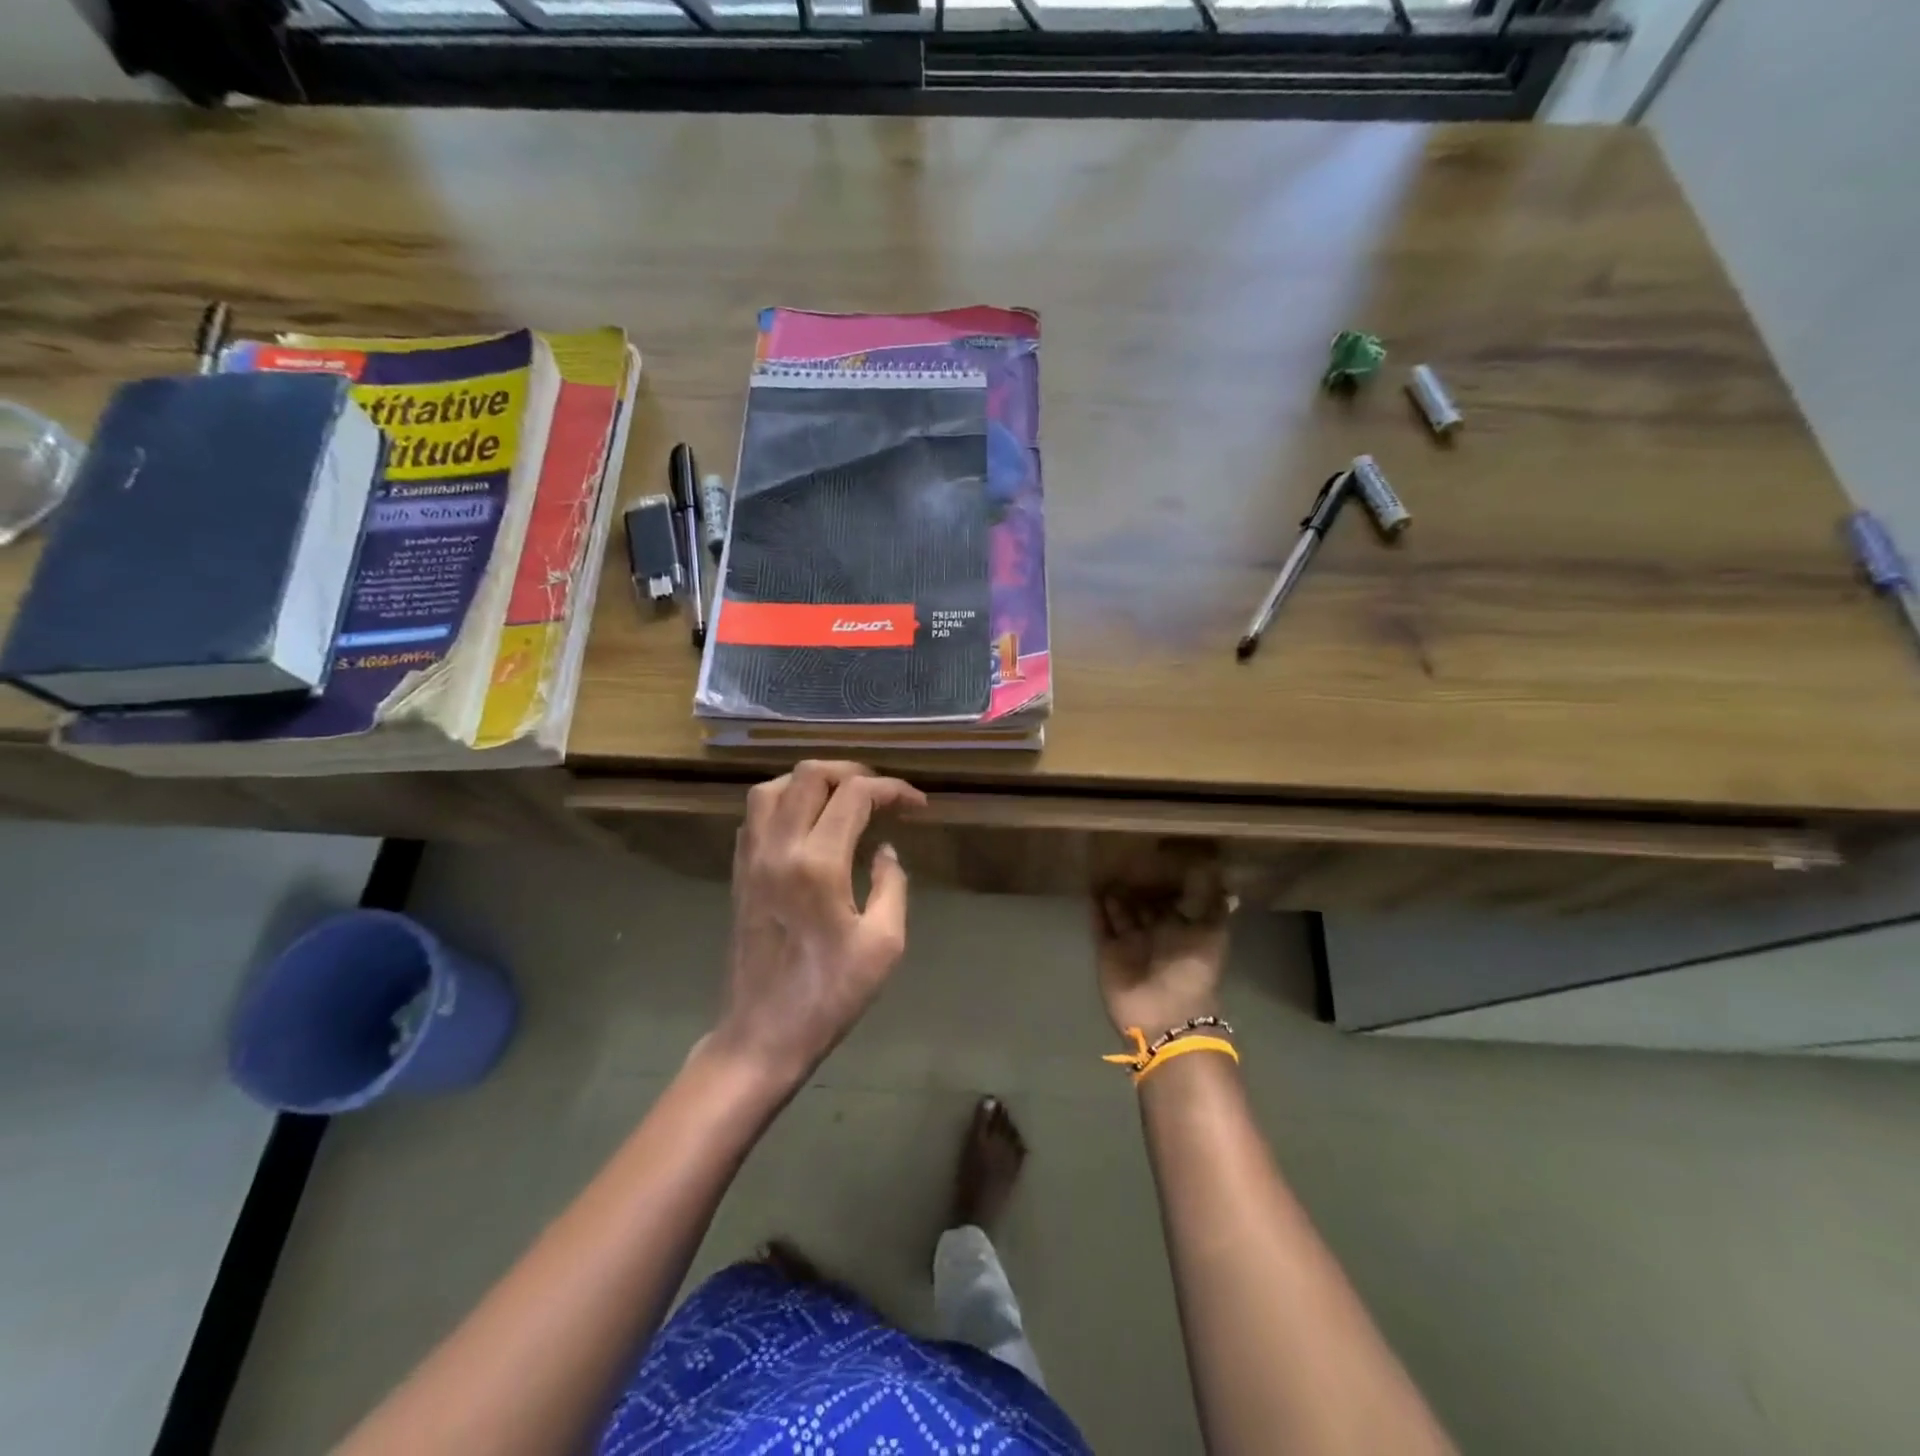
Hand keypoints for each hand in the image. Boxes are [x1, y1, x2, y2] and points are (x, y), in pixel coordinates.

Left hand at [711, 761, 926, 1089]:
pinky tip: (808, 824)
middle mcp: (778, 847)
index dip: (892, 790)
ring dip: (812, 782)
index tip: (917, 805)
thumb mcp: (884, 944)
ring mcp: (751, 858)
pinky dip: (785, 802)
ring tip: (843, 799)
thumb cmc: (829, 995)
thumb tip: (885, 851)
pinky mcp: (738, 872)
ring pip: (773, 788)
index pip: (855, 796)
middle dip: (853, 773)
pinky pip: (756, 815)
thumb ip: (892, 885)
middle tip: (882, 794)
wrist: (762, 1035)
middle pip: (810, 775)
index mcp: (817, 863)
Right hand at [1093, 869, 1234, 1037]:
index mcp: (1180, 930)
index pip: (1169, 901)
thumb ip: (1215, 909)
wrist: (1166, 1014)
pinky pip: (1100, 925)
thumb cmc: (1192, 971)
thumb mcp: (1213, 936)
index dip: (1163, 882)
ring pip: (1119, 913)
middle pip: (1142, 905)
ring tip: (1104, 866)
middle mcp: (1154, 935)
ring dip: (1113, 894)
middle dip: (1135, 886)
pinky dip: (1096, 909)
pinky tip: (1091, 887)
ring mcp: (1129, 943)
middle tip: (1124, 857)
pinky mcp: (1108, 952)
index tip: (1155, 857)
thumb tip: (1228, 885)